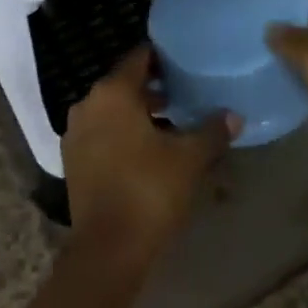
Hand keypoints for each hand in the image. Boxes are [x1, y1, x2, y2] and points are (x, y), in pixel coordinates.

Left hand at [61, 47, 237, 273]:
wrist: (108, 250)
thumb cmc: (149, 190)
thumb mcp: (189, 158)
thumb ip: (212, 131)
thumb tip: (234, 115)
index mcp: (113, 92)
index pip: (140, 57)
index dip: (164, 57)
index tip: (185, 61)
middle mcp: (88, 104)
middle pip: (124, 83)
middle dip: (154, 87)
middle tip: (185, 92)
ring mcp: (76, 133)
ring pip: (112, 109)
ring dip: (138, 112)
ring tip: (172, 121)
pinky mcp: (73, 160)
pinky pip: (101, 132)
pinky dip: (122, 132)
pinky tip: (149, 148)